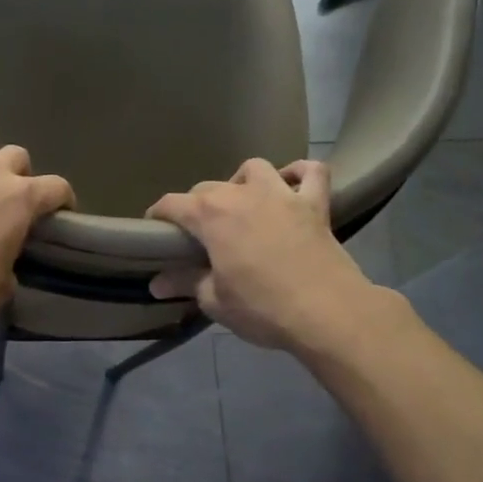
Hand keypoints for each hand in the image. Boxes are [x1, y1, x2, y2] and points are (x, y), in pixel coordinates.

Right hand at [146, 159, 383, 353]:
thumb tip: (156, 283)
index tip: (154, 231)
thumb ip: (185, 283)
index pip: (171, 204)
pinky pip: (311, 172)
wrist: (327, 312)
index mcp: (211, 216)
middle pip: (207, 188)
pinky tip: (291, 185)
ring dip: (241, 182)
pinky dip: (299, 173)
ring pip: (254, 169)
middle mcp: (242, 194)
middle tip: (197, 234)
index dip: (158, 216)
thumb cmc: (262, 308)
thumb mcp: (215, 300)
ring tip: (241, 205)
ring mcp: (282, 194)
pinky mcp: (315, 204)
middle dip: (195, 206)